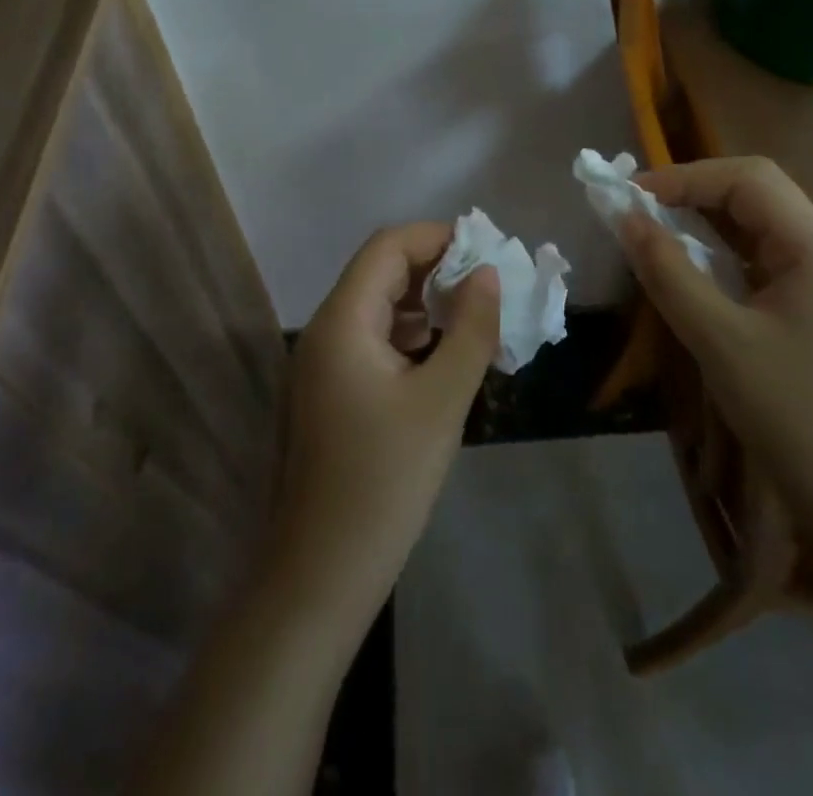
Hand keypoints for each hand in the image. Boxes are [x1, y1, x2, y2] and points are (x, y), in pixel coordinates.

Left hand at [271, 224, 499, 623]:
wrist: (322, 574)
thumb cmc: (384, 481)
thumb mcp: (441, 400)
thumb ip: (470, 330)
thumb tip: (488, 274)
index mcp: (342, 321)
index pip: (387, 247)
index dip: (437, 238)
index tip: (486, 251)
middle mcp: (326, 330)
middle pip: (382, 272)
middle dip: (436, 268)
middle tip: (490, 283)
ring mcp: (325, 363)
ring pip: (380, 307)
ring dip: (427, 303)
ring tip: (478, 315)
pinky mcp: (333, 391)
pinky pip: (375, 340)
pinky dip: (413, 335)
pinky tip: (448, 354)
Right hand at [619, 157, 812, 542]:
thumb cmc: (789, 413)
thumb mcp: (717, 338)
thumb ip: (668, 272)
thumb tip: (625, 219)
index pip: (750, 179)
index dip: (688, 176)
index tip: (635, 194)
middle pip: (756, 196)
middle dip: (695, 194)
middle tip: (641, 210)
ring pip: (758, 228)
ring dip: (706, 224)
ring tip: (657, 234)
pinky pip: (762, 261)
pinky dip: (721, 255)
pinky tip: (693, 272)